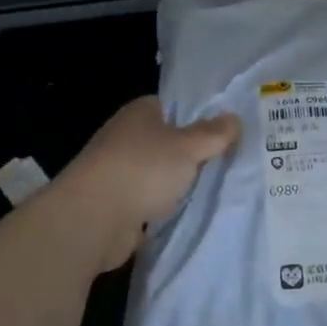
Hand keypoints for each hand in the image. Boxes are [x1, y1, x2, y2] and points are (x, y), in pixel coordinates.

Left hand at [51, 96, 240, 271]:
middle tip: (228, 161)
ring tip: (214, 189)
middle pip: (166, 141)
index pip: (171, 106)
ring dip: (177, 183)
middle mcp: (125, 137)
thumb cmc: (142, 169)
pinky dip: (163, 208)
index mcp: (139, 113)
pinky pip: (148, 202)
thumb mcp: (188, 147)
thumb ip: (213, 134)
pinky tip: (188, 213)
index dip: (197, 116)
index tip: (224, 130)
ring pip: (158, 174)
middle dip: (191, 153)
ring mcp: (118, 172)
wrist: (93, 219)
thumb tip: (234, 118)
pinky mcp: (115, 206)